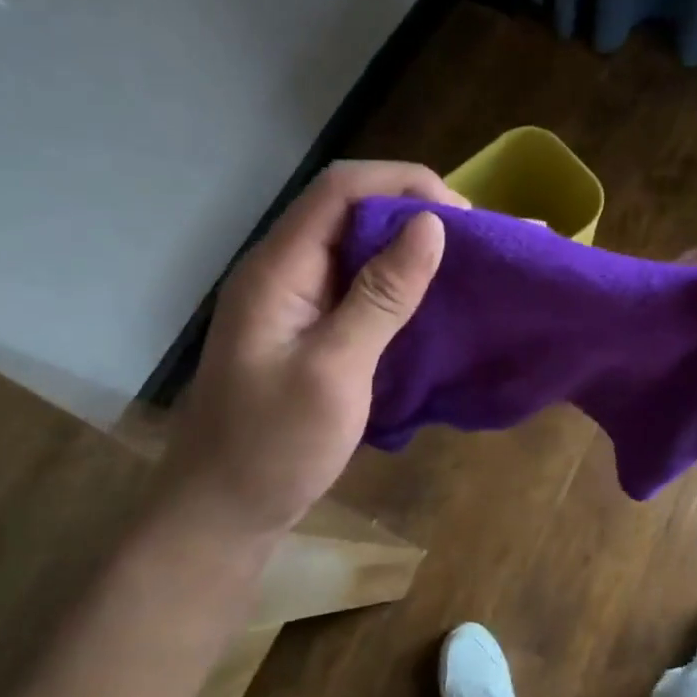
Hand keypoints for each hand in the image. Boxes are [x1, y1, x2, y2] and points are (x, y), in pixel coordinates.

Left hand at [158, 161, 464, 540]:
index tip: (462, 214)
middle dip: (413, 206)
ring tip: (465, 257)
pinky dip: (399, 276)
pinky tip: (433, 292)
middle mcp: (284, 269)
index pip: (340, 189)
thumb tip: (431, 224)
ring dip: (409, 241)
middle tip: (474, 237)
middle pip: (349, 206)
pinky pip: (358, 279)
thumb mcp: (334, 371)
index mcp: (278, 268)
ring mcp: (295, 297)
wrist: (222, 513)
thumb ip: (381, 295)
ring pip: (357, 241)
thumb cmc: (274, 446)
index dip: (403, 183)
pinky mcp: (309, 324)